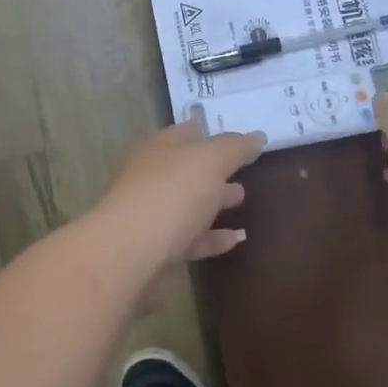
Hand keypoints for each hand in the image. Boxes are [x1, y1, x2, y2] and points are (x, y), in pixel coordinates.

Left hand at [90, 117, 266, 278]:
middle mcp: (153, 175)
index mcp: (161, 147)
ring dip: (215, 201)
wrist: (130, 254)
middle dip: (215, 169)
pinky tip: (237, 239)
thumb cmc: (171, 194)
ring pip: (189, 202)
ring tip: (243, 200)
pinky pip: (191, 238)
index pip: (188, 132)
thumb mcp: (210, 161)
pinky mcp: (157, 249)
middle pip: (188, 168)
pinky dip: (213, 237)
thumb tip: (257, 136)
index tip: (239, 139)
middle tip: (245, 171)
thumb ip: (235, 147)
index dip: (213, 132)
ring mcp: (153, 212)